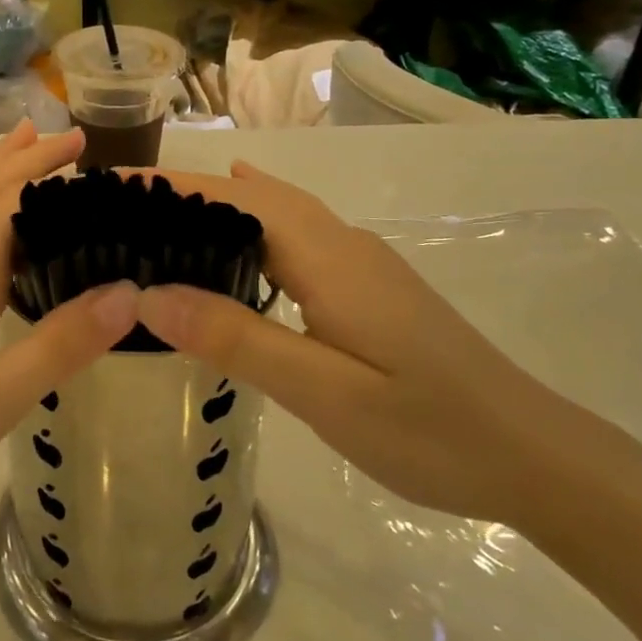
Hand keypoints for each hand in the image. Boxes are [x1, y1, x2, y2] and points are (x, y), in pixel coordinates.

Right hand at [133, 162, 587, 523]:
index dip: (167, 186)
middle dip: (180, 190)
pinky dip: (249, 223)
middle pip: (249, 195)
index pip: (230, 198)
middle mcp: (340, 242)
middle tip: (114, 207)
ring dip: (214, 203)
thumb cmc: (429, 429)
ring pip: (274, 211)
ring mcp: (358, 260)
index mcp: (326, 256)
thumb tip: (149, 292)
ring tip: (154, 215)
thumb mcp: (324, 392)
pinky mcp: (367, 284)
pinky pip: (293, 234)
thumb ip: (237, 338)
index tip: (107, 186)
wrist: (534, 454)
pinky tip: (233, 232)